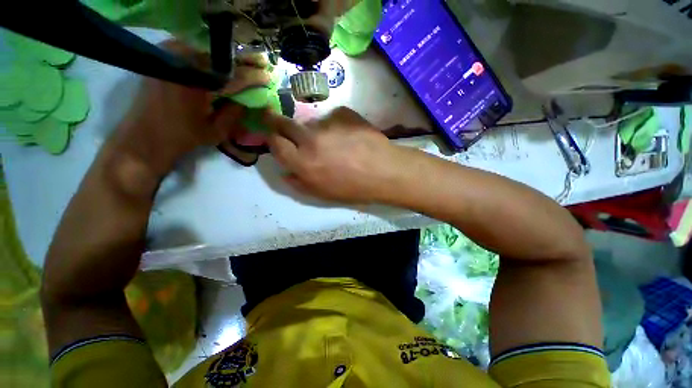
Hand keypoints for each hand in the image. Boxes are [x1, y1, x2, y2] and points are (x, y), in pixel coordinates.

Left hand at [108, 40, 269, 177]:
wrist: (145, 134)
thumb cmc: (182, 136)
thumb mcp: (216, 131)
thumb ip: (235, 114)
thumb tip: (250, 100)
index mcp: (199, 85)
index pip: (234, 76)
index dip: (253, 76)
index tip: (267, 77)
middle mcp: (185, 64)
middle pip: (221, 56)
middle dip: (242, 61)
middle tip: (258, 63)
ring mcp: (171, 56)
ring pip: (208, 50)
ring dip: (227, 57)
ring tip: (242, 63)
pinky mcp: (163, 56)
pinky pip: (193, 48)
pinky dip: (209, 54)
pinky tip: (218, 62)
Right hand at [265, 107, 404, 203]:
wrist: (384, 171)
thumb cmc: (354, 188)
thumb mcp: (323, 194)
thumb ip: (299, 184)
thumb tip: (286, 173)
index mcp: (303, 163)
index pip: (275, 144)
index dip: (271, 139)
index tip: (273, 136)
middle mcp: (310, 140)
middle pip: (284, 123)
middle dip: (277, 122)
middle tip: (280, 122)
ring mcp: (327, 123)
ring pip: (311, 122)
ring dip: (315, 130)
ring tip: (335, 142)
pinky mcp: (343, 113)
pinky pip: (332, 118)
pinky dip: (336, 125)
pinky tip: (349, 136)